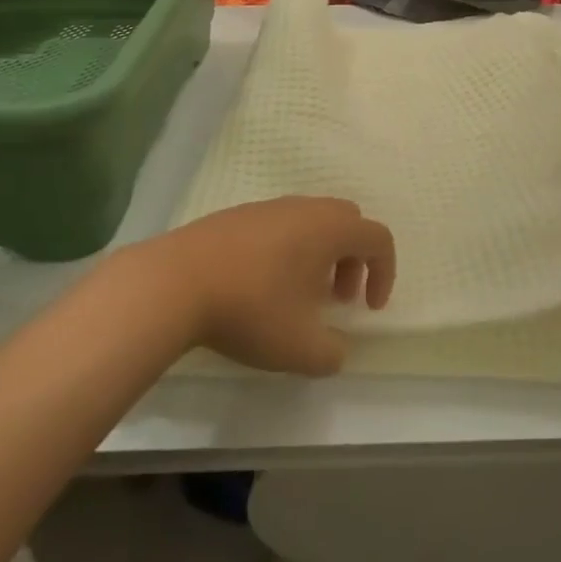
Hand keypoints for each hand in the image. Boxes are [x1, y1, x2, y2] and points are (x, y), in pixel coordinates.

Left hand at [146, 197, 395, 375]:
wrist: (175, 283)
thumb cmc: (251, 309)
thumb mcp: (300, 348)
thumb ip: (332, 354)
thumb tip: (336, 350)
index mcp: (330, 229)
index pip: (378, 238)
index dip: (385, 273)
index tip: (369, 309)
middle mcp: (305, 208)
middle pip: (348, 222)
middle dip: (353, 260)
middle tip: (337, 298)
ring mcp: (268, 207)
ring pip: (312, 222)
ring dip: (319, 256)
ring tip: (298, 296)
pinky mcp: (237, 215)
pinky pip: (280, 225)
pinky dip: (288, 250)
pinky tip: (261, 285)